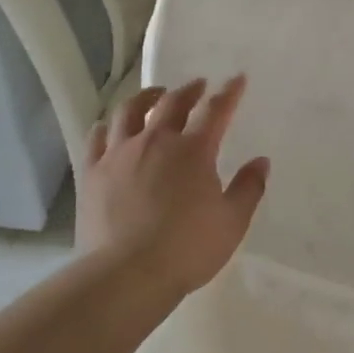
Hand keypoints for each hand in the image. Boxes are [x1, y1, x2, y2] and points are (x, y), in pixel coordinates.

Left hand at [77, 77, 269, 296]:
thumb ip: (248, 188)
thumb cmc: (186, 249)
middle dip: (190, 90)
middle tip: (198, 85)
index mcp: (193, 151)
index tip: (237, 79)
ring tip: (155, 95)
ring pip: (130, 110)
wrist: (126, 273)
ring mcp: (119, 153)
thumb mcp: (231, 223)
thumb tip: (260, 161)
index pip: (215, 111)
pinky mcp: (93, 171)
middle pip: (173, 102)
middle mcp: (155, 141)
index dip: (229, 93)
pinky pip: (97, 137)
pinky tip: (111, 127)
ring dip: (147, 97)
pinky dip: (107, 126)